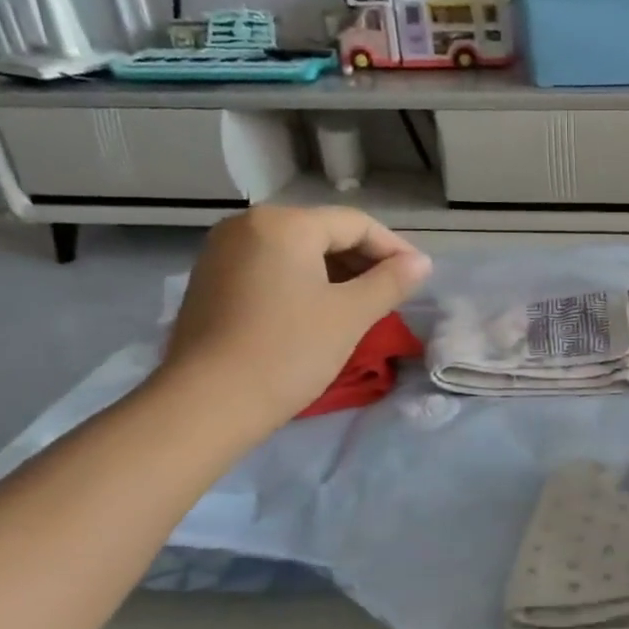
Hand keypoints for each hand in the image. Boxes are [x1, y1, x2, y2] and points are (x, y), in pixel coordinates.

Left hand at [154, 206, 431, 438]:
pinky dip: (302, 284)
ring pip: (296, 253)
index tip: (419, 278)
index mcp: (283, 224)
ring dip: (335, 274)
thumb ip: (390, 282)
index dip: (394, 249)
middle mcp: (247, 226)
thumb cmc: (288, 352)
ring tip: (361, 306)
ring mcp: (222, 253)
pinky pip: (270, 269)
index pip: (355, 224)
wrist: (206, 404)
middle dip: (363, 261)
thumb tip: (421, 262)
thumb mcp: (350, 315)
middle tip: (393, 295)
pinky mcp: (210, 282)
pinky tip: (319, 313)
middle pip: (322, 233)